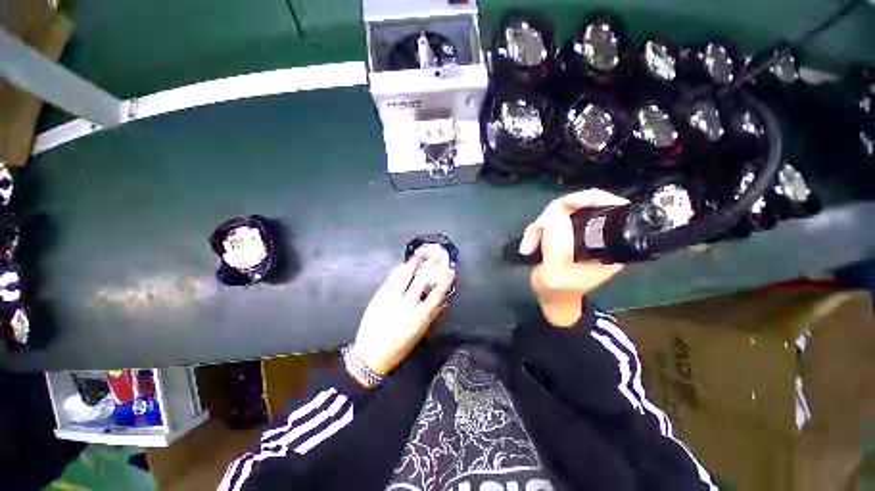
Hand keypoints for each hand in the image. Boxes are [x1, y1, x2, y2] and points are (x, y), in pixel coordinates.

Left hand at [351, 254, 453, 380]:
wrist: (371, 353)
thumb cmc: (398, 348)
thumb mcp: (418, 335)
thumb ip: (431, 317)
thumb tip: (445, 302)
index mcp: (419, 318)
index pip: (435, 295)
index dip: (444, 281)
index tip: (450, 271)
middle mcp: (406, 306)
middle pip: (420, 280)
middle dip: (429, 265)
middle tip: (435, 254)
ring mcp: (390, 299)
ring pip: (404, 276)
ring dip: (413, 263)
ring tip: (420, 254)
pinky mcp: (378, 297)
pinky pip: (391, 279)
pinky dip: (399, 271)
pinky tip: (403, 266)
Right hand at [518, 189, 628, 326]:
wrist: (553, 304)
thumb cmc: (558, 292)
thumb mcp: (555, 270)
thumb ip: (557, 241)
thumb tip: (557, 210)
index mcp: (611, 244)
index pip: (608, 205)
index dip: (585, 199)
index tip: (561, 207)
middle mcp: (605, 234)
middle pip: (585, 202)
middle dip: (556, 212)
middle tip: (537, 230)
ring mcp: (590, 232)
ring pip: (569, 208)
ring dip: (544, 221)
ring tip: (530, 242)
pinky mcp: (576, 231)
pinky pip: (560, 215)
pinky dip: (543, 224)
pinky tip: (532, 239)